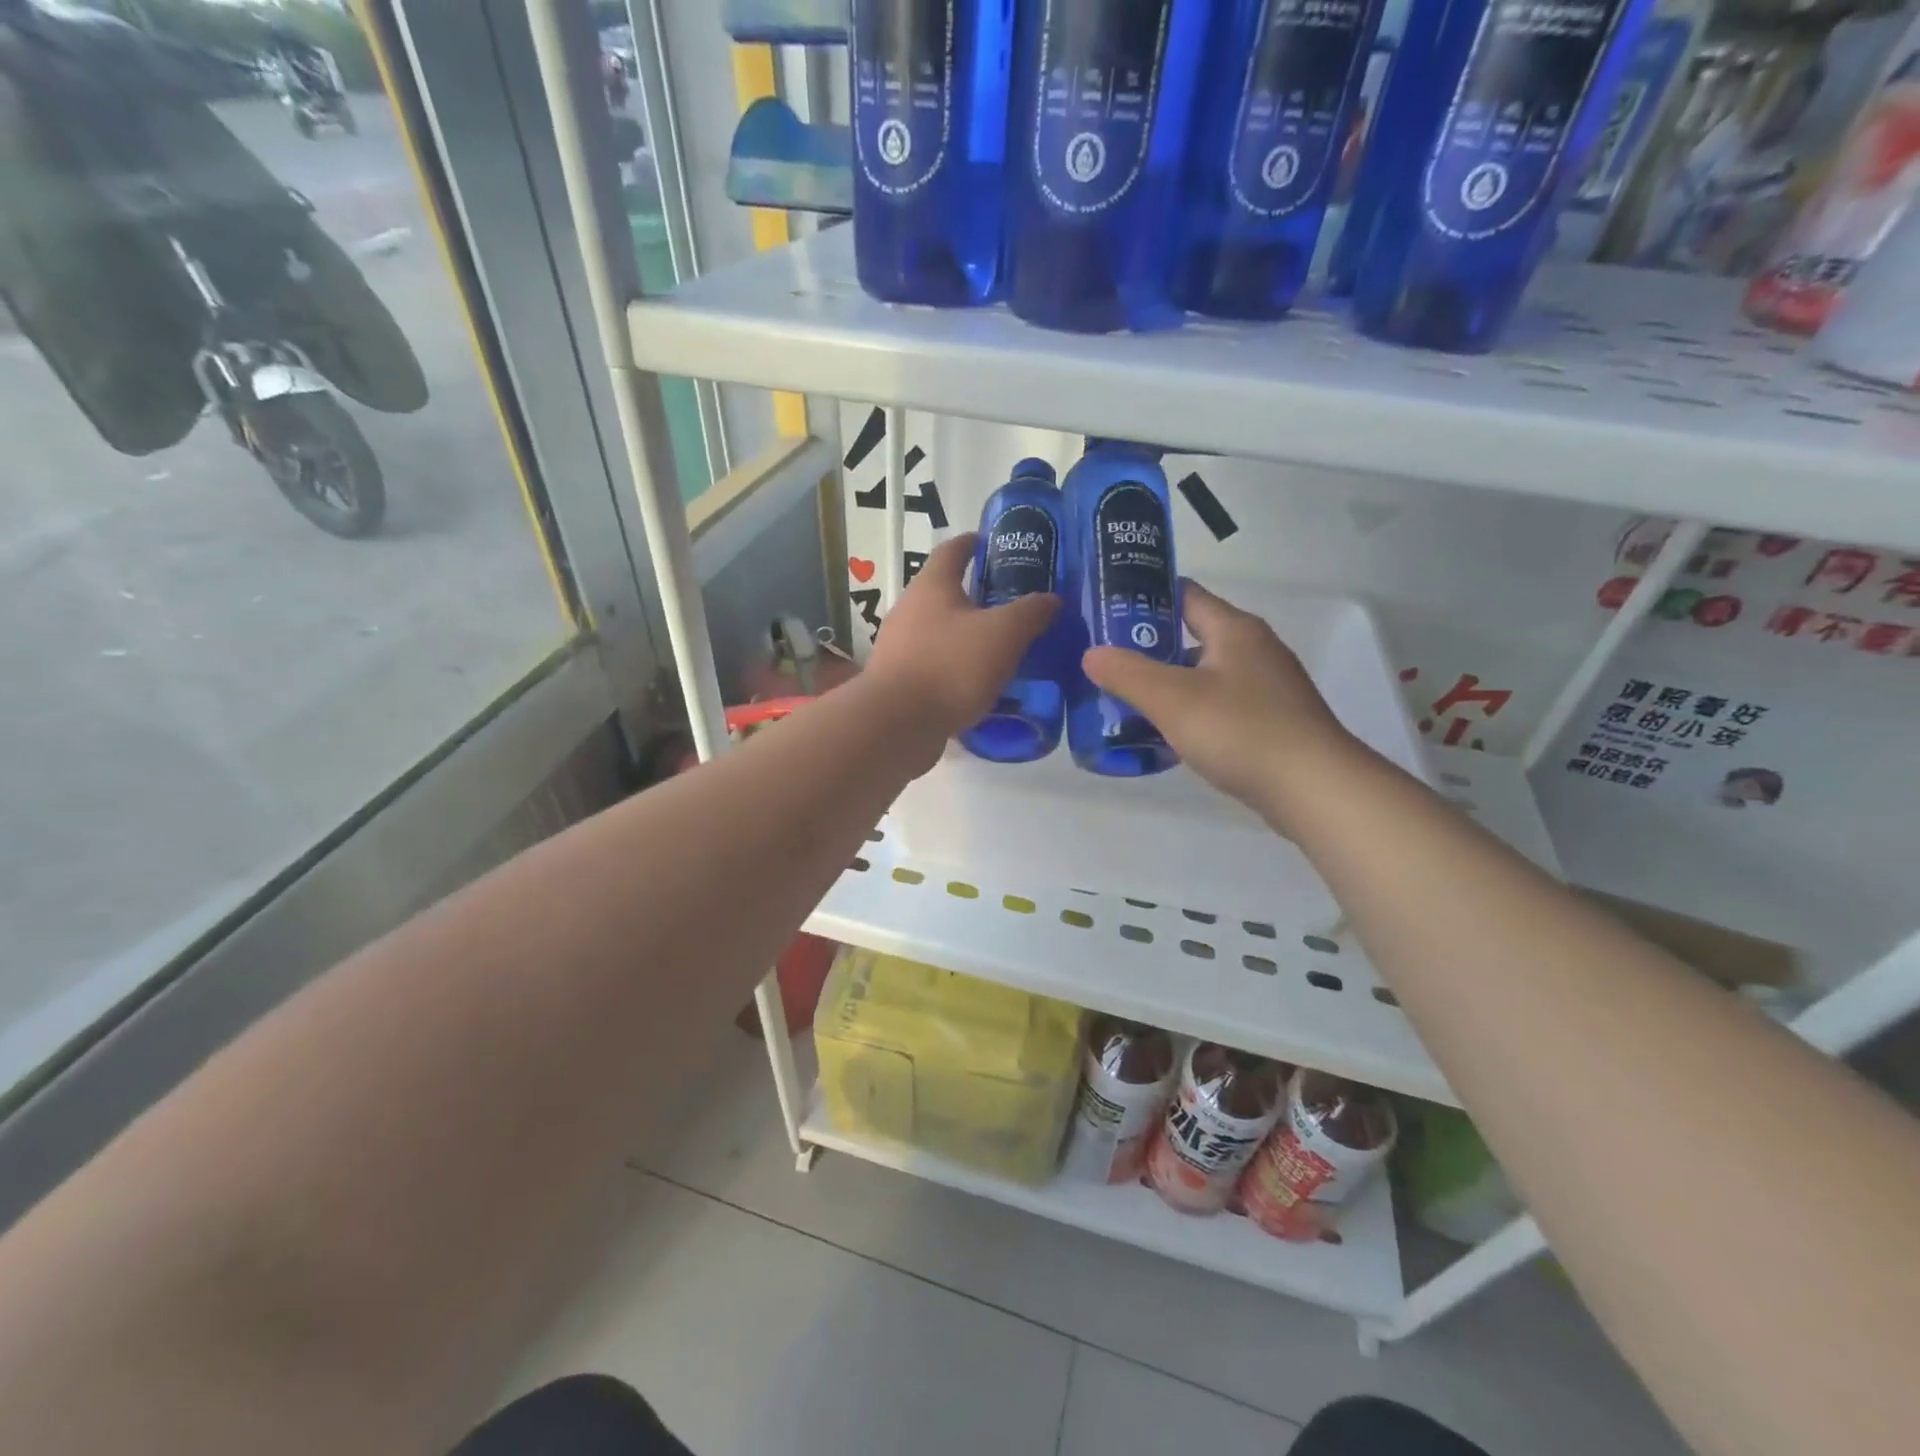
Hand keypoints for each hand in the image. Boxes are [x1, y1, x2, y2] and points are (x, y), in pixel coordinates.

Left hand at [864, 534, 1059, 763]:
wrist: (897, 725)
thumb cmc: (950, 666)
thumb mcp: (1004, 634)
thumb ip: (1030, 612)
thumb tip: (1052, 598)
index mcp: (931, 587)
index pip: (952, 550)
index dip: (973, 543)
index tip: (991, 542)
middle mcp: (909, 611)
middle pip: (944, 594)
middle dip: (976, 597)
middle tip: (1012, 605)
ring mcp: (900, 649)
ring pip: (940, 634)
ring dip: (967, 638)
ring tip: (1002, 650)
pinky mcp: (900, 683)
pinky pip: (935, 668)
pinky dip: (957, 670)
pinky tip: (979, 686)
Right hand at [1082, 582, 1360, 822]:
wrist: (1314, 789)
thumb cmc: (1241, 731)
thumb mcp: (1172, 699)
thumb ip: (1127, 673)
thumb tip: (1091, 653)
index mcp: (1234, 629)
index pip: (1184, 595)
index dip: (1144, 596)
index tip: (1105, 610)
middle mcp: (1254, 649)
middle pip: (1192, 636)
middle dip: (1148, 647)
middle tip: (1106, 662)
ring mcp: (1266, 687)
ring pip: (1204, 675)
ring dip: (1168, 684)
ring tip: (1125, 700)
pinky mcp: (1271, 722)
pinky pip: (1219, 706)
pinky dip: (1191, 712)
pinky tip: (1167, 735)